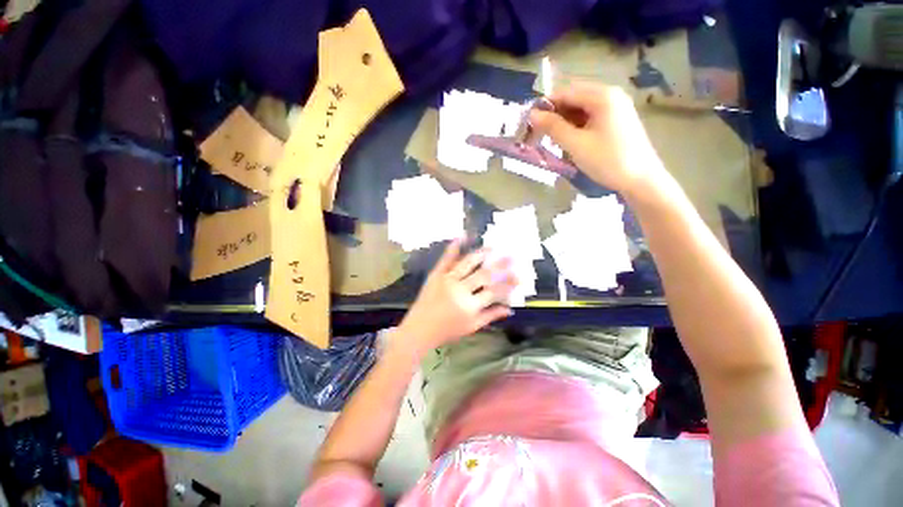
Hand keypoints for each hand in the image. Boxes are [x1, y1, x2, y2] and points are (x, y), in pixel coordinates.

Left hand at [396, 239, 515, 354]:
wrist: (419, 329)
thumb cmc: (447, 331)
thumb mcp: (471, 327)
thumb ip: (490, 316)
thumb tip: (510, 309)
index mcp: (470, 306)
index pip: (494, 291)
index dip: (508, 284)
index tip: (519, 276)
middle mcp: (460, 290)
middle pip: (484, 275)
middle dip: (500, 265)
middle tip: (512, 256)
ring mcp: (447, 280)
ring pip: (467, 263)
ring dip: (481, 253)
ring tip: (493, 246)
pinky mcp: (436, 274)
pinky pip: (446, 258)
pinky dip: (455, 246)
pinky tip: (463, 236)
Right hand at [530, 83, 667, 196]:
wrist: (641, 179)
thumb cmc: (607, 160)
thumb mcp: (576, 144)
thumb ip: (553, 127)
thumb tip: (532, 115)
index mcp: (602, 96)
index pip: (566, 92)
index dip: (545, 106)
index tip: (530, 123)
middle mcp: (610, 95)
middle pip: (574, 99)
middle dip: (555, 115)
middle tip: (540, 134)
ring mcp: (616, 107)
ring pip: (581, 109)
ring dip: (565, 122)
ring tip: (553, 140)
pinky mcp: (617, 120)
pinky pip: (591, 117)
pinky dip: (577, 126)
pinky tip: (570, 141)